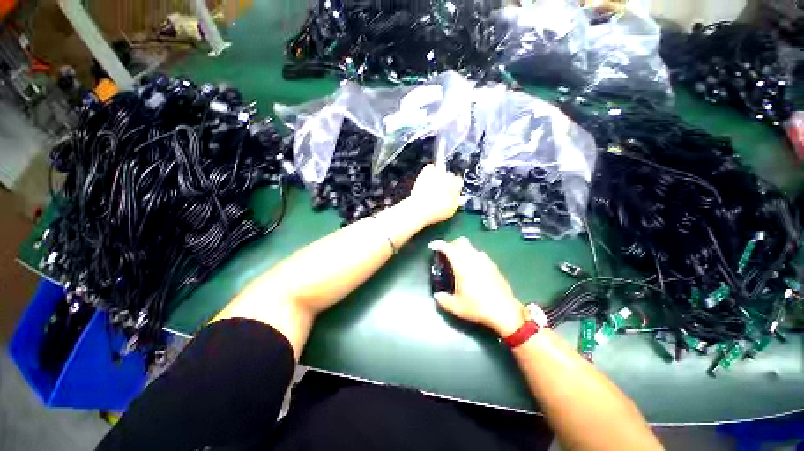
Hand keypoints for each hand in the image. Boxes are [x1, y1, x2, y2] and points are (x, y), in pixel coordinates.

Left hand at [406, 164, 463, 226]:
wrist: (419, 209)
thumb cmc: (435, 212)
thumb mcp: (451, 211)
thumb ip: (457, 202)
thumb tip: (460, 199)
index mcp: (455, 186)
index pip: (459, 181)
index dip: (456, 186)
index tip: (452, 190)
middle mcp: (447, 178)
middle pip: (450, 175)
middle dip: (447, 180)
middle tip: (443, 188)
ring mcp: (436, 174)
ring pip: (441, 168)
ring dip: (440, 173)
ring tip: (435, 182)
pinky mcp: (424, 173)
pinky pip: (429, 167)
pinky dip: (430, 170)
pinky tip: (428, 176)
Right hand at [429, 237, 530, 336]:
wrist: (505, 311)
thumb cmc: (478, 307)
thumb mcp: (457, 307)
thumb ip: (443, 300)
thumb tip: (437, 296)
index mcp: (462, 265)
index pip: (448, 248)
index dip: (439, 244)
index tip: (433, 246)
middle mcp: (474, 259)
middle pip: (461, 241)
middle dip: (452, 244)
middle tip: (447, 254)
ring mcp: (486, 261)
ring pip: (472, 247)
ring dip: (463, 250)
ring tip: (460, 261)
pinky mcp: (494, 266)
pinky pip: (480, 255)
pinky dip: (473, 256)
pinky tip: (473, 269)